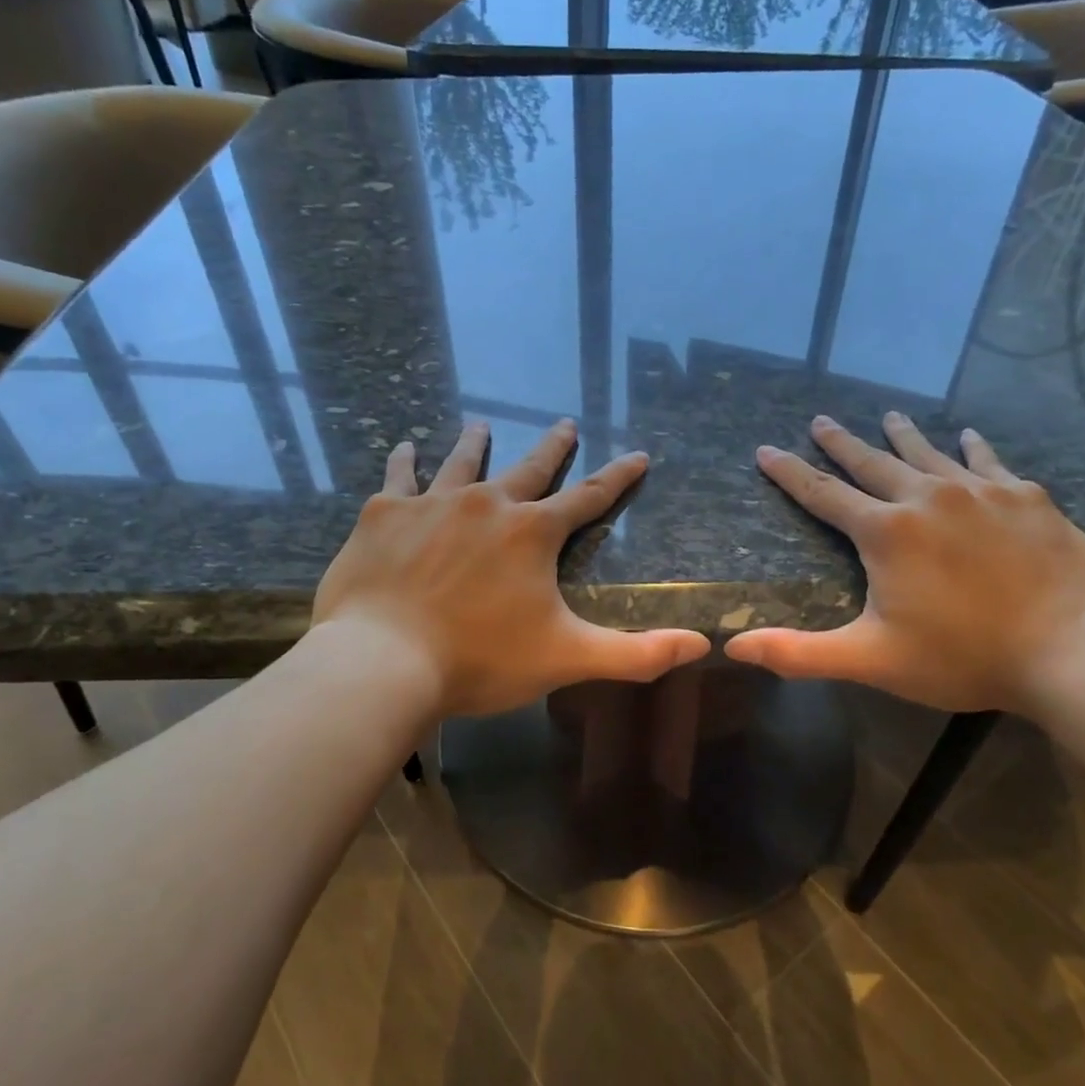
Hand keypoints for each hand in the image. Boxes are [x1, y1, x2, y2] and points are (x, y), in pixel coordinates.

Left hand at [312, 419, 710, 718]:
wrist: (383, 662)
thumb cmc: (480, 660)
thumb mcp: (567, 658)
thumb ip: (637, 653)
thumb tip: (701, 645)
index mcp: (533, 532)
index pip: (590, 497)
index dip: (618, 477)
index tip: (637, 455)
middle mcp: (487, 503)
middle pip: (529, 467)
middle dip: (553, 446)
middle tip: (565, 423)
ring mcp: (432, 503)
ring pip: (462, 462)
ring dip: (476, 442)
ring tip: (482, 423)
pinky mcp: (384, 514)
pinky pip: (399, 477)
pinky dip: (404, 461)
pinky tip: (405, 448)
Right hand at [725, 413, 1084, 714]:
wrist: (1074, 651)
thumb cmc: (962, 656)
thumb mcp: (870, 660)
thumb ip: (799, 653)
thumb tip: (733, 647)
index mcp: (886, 532)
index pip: (822, 494)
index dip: (789, 472)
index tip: (767, 449)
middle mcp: (926, 497)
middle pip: (872, 462)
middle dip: (841, 442)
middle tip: (821, 420)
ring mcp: (981, 492)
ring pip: (929, 453)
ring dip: (903, 435)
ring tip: (889, 416)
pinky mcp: (1027, 498)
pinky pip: (989, 462)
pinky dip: (972, 448)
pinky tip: (968, 436)